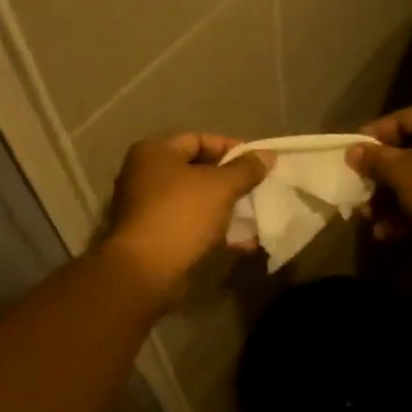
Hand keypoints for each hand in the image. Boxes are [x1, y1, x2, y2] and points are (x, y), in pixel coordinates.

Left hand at [100, 134, 271, 300]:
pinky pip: (191, 225)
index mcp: (155, 152)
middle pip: (196, 170)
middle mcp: (145, 175)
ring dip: (225, 207)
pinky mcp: (155, 236)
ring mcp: (147, 207)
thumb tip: (266, 155)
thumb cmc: (182, 215)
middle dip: (230, 180)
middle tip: (258, 188)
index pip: (199, 139)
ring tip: (255, 214)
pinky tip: (243, 241)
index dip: (231, 148)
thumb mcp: (221, 186)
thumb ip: (246, 168)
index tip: (258, 162)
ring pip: (195, 200)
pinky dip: (214, 229)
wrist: (146, 271)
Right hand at [347, 104, 411, 246]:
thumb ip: (375, 159)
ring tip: (367, 219)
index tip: (349, 155)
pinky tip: (388, 233)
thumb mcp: (402, 172)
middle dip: (381, 177)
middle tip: (357, 192)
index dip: (373, 137)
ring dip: (392, 200)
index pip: (404, 118)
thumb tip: (352, 150)